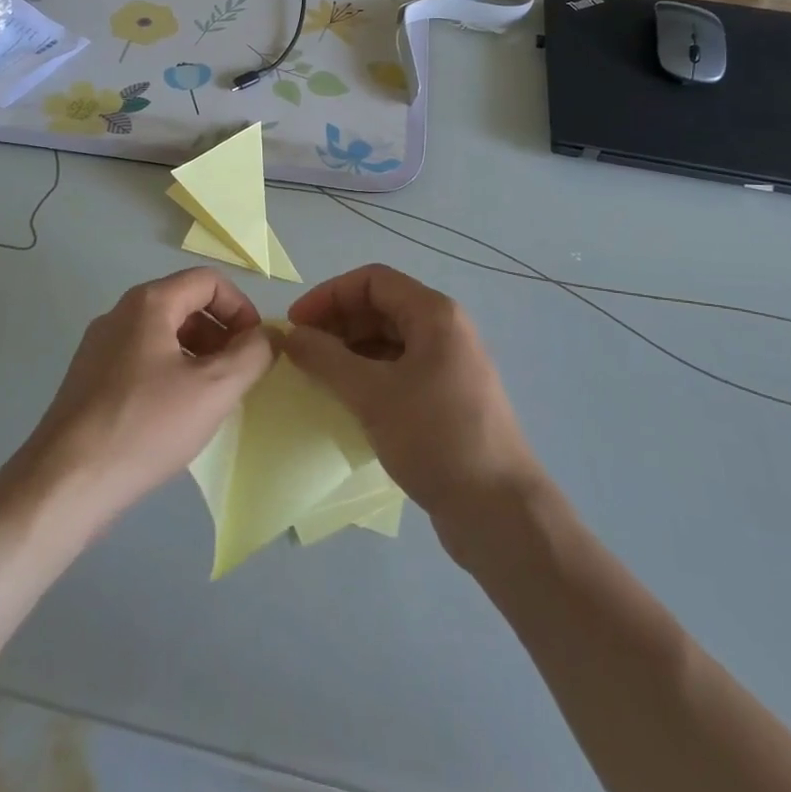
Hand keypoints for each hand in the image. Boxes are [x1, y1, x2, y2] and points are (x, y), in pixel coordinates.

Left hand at [22, 269, 274, 521]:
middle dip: (221, 334)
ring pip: (164, 334)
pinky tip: (176, 415)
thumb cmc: (145, 426)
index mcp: (149, 303)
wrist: (65, 484)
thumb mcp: (214, 389)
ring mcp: (100, 346)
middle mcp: (120, 314)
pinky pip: (143, 359)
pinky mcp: (89, 379)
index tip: (255, 348)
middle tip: (238, 376)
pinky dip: (171, 373)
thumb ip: (251, 354)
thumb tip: (266, 336)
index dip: (241, 308)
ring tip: (211, 398)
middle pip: (185, 304)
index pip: (209, 281)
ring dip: (198, 356)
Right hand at [287, 265, 541, 523]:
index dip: (329, 295)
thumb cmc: (435, 437)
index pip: (372, 281)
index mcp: (434, 314)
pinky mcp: (447, 397)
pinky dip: (369, 374)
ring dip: (350, 350)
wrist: (499, 510)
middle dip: (337, 323)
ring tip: (317, 375)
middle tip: (301, 352)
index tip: (295, 324)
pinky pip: (399, 369)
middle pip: (381, 307)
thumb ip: (326, 359)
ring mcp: (449, 364)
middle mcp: (445, 330)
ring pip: (389, 340)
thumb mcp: (372, 395)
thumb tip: (291, 336)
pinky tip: (346, 399)